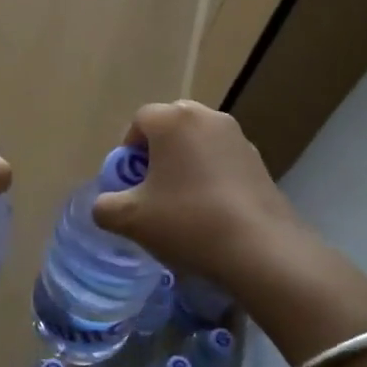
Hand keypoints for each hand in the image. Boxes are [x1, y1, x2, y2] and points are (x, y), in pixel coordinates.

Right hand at [93, 101, 366, 358]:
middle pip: (170, 126)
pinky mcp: (260, 161)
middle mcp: (206, 117)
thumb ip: (105, 207)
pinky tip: (212, 212)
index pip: (139, 121)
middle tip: (152, 190)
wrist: (262, 250)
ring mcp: (237, 137)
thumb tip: (105, 205)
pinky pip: (223, 160)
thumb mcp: (130, 219)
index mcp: (172, 120)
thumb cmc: (187, 222)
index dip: (128, 151)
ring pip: (198, 142)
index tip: (129, 183)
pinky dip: (212, 176)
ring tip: (183, 203)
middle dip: (157, 152)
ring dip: (186, 163)